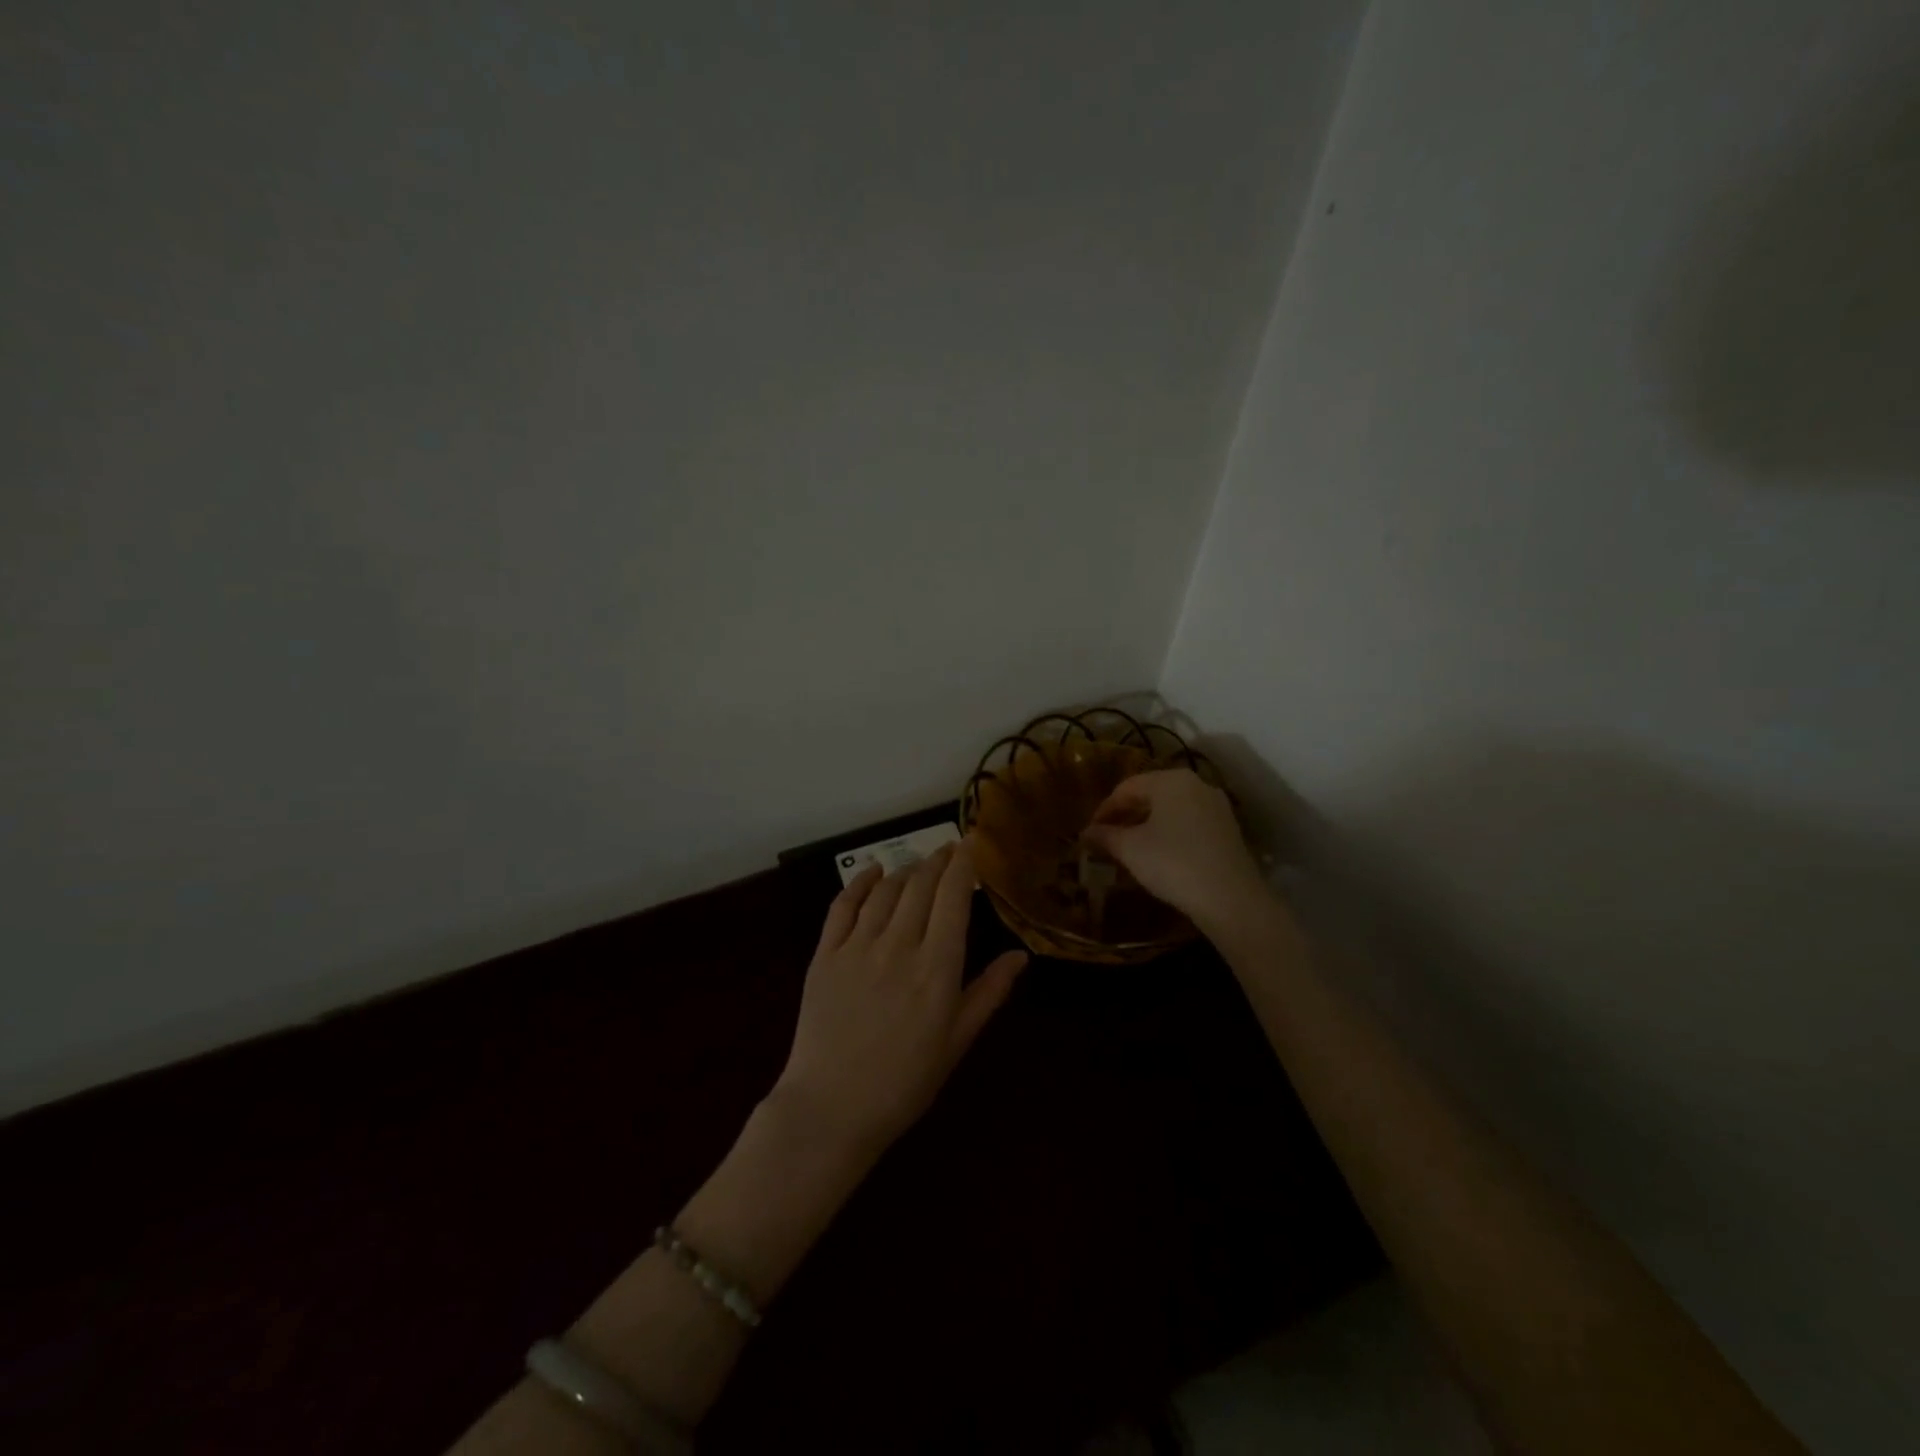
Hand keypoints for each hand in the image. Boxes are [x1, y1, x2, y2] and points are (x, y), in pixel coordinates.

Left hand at [773, 840, 1026, 1156]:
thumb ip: (988, 993)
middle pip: (920, 885)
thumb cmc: (904, 1082)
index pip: (953, 898)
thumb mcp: (956, 1042)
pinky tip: (872, 872)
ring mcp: (857, 947)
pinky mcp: (825, 954)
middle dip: (938, 860)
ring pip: (886, 890)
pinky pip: (843, 904)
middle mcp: (899, 946)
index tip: (971, 844)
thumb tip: (1019, 956)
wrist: (831, 1109)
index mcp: (937, 968)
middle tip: (949, 849)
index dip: (963, 865)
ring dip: (905, 869)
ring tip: (918, 865)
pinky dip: (860, 881)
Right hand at [1082, 769, 1267, 929]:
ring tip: (1129, 848)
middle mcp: (1196, 785)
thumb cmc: (1173, 863)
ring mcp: (1216, 807)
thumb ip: (1105, 836)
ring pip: (1171, 810)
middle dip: (1126, 816)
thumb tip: (1086, 833)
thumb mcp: (1130, 849)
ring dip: (1147, 825)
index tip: (1090, 832)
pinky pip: (1189, 823)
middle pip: (1151, 794)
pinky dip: (1169, 833)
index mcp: (1171, 780)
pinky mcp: (1228, 830)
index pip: (1127, 787)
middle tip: (1107, 839)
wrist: (1231, 899)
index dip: (1105, 809)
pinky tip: (1158, 855)